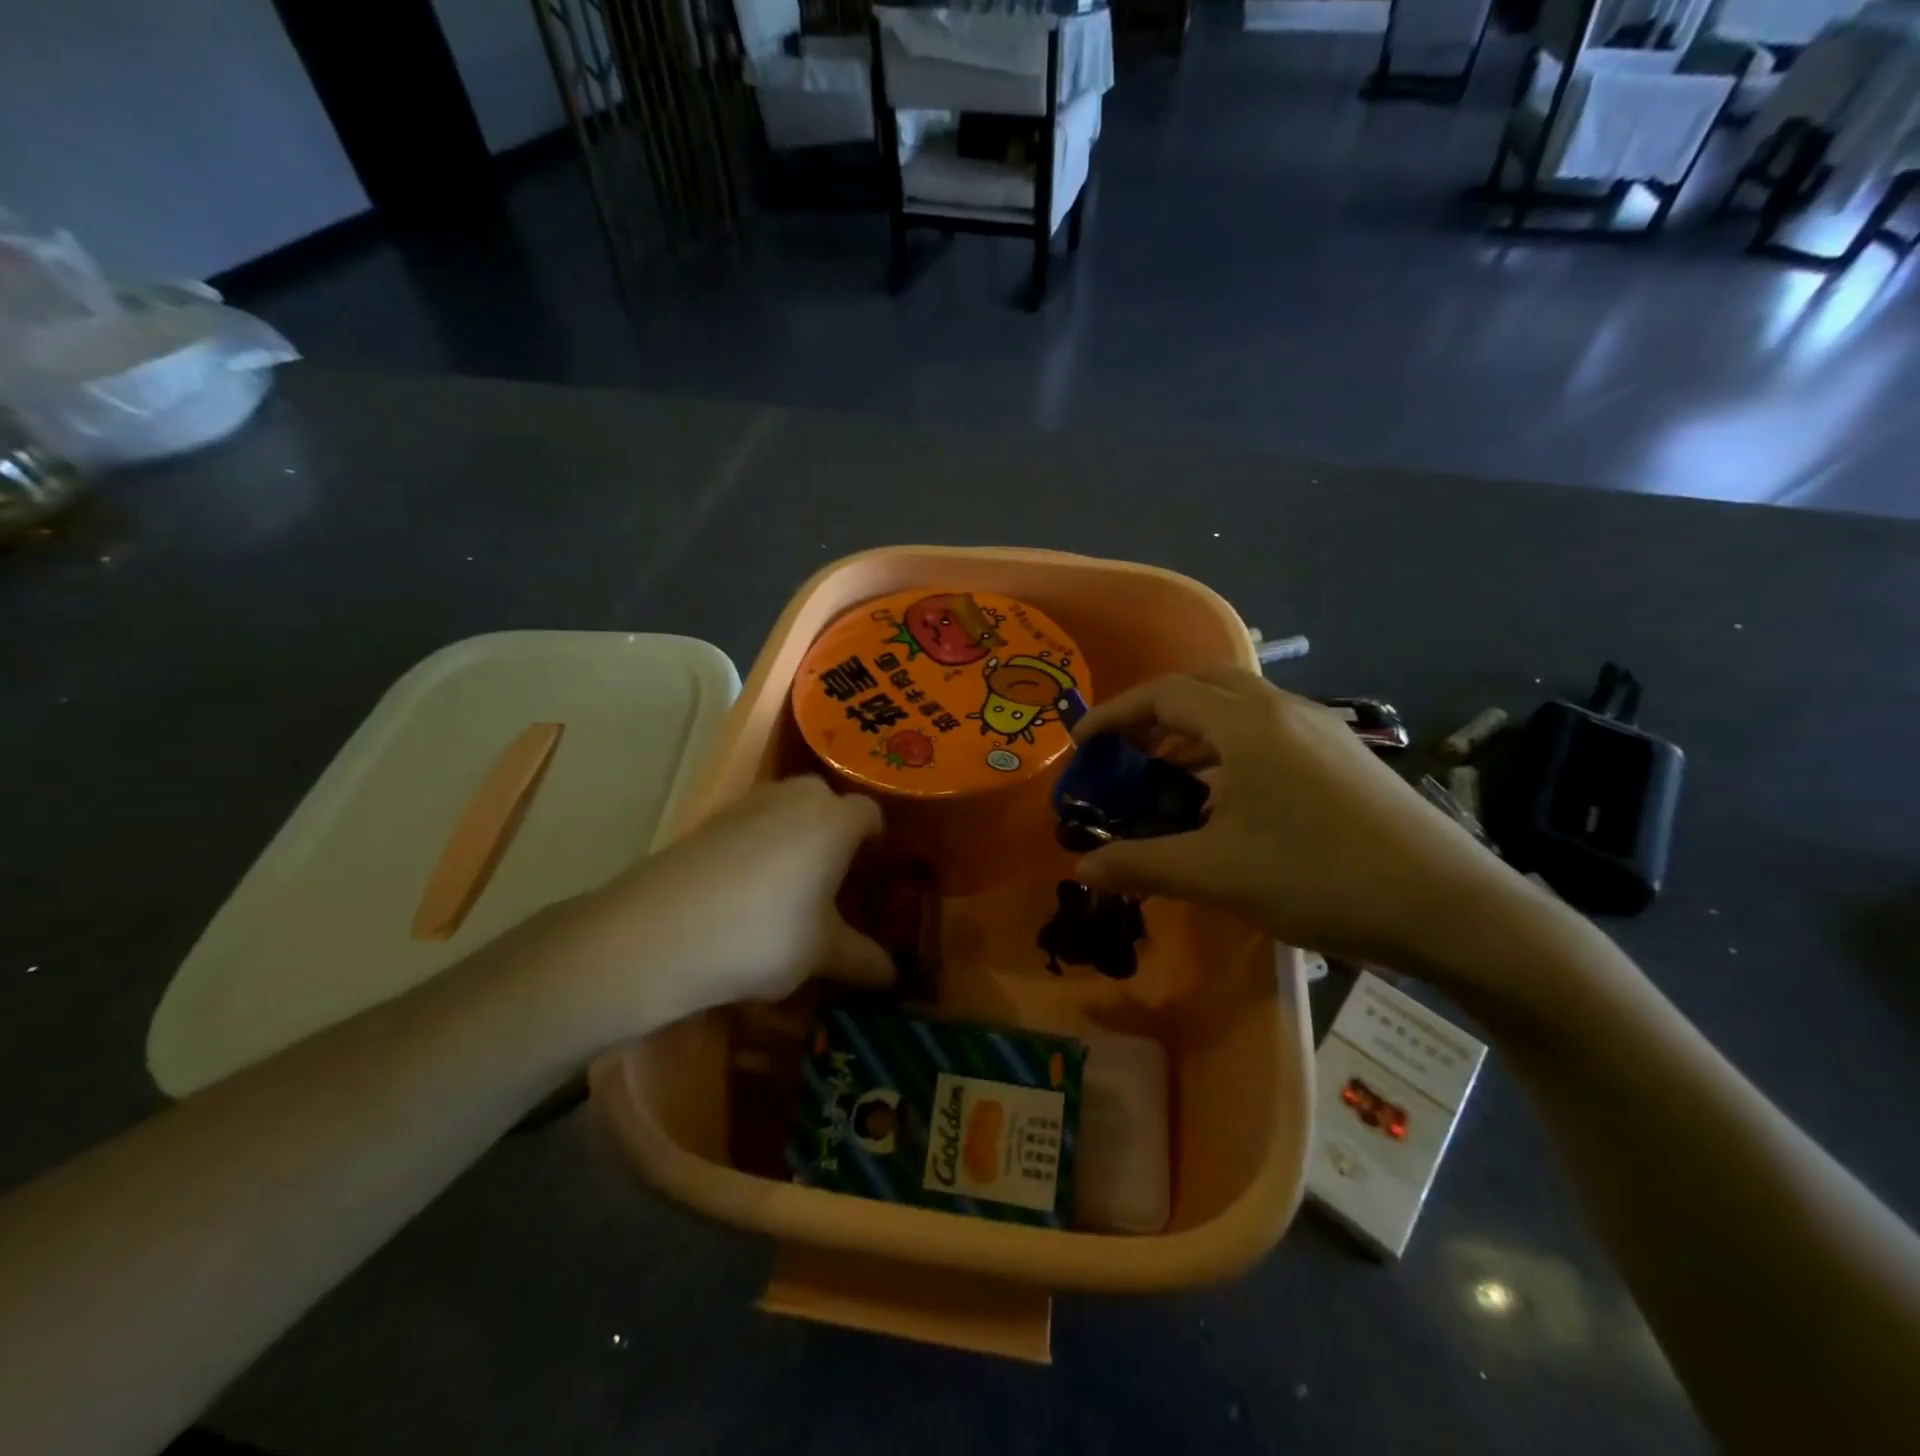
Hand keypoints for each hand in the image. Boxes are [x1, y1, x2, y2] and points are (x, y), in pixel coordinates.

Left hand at [549, 776, 893, 1033]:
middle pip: (826, 801)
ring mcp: (746, 804)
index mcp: (834, 821)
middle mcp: (794, 798)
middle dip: (834, 830)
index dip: (877, 840)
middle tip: (835, 876)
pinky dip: (757, 844)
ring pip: (785, 808)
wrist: (656, 935)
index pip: (870, 814)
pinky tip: (746, 889)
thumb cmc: (762, 935)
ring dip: (794, 834)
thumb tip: (893, 976)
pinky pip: (749, 823)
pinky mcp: (706, 821)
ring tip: (790, 885)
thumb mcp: (820, 953)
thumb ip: (862, 959)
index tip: (875, 871)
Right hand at [1072, 669, 1560, 997]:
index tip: (1082, 743)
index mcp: (1248, 724)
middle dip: (1155, 711)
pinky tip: (1227, 798)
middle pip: (1203, 685)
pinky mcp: (1344, 756)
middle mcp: (1284, 710)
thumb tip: (1083, 869)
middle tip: (1125, 751)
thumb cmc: (1320, 879)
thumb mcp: (1217, 874)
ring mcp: (1322, 730)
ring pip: (1240, 708)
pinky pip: (1269, 732)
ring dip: (1195, 729)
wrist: (1451, 908)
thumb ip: (1142, 864)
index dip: (1115, 713)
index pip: (1164, 694)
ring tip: (1167, 776)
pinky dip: (1230, 747)